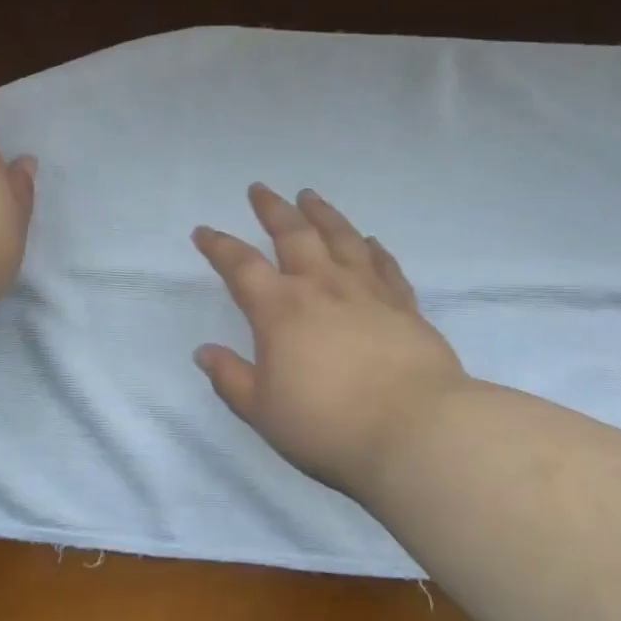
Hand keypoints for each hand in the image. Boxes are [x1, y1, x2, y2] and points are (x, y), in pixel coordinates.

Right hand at [192, 184, 470, 497]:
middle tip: (260, 189)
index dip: (218, 245)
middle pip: (293, 233)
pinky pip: (384, 265)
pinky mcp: (403, 305)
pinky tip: (369, 240)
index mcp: (279, 309)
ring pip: (341, 237)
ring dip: (322, 213)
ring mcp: (366, 291)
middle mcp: (320, 286)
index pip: (240, 265)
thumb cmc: (328, 425)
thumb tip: (204, 351)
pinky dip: (373, 248)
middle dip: (272, 209)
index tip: (204, 231)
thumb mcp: (263, 411)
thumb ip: (231, 378)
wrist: (416, 431)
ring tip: (309, 196)